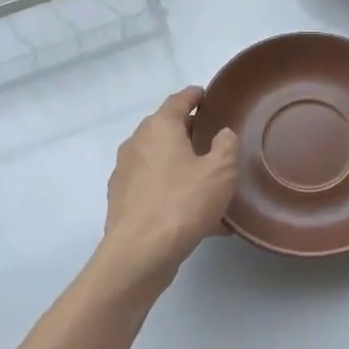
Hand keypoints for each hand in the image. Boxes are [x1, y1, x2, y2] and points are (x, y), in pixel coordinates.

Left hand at [98, 87, 238, 290]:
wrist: (139, 253)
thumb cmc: (182, 202)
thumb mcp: (220, 172)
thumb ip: (226, 146)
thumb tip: (222, 134)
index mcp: (159, 128)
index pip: (178, 101)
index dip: (194, 96)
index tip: (206, 95)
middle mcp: (137, 144)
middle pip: (165, 129)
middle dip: (187, 131)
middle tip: (212, 137)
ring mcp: (125, 174)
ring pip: (159, 161)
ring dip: (180, 164)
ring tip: (207, 180)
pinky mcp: (123, 202)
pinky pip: (154, 188)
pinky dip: (173, 191)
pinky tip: (195, 214)